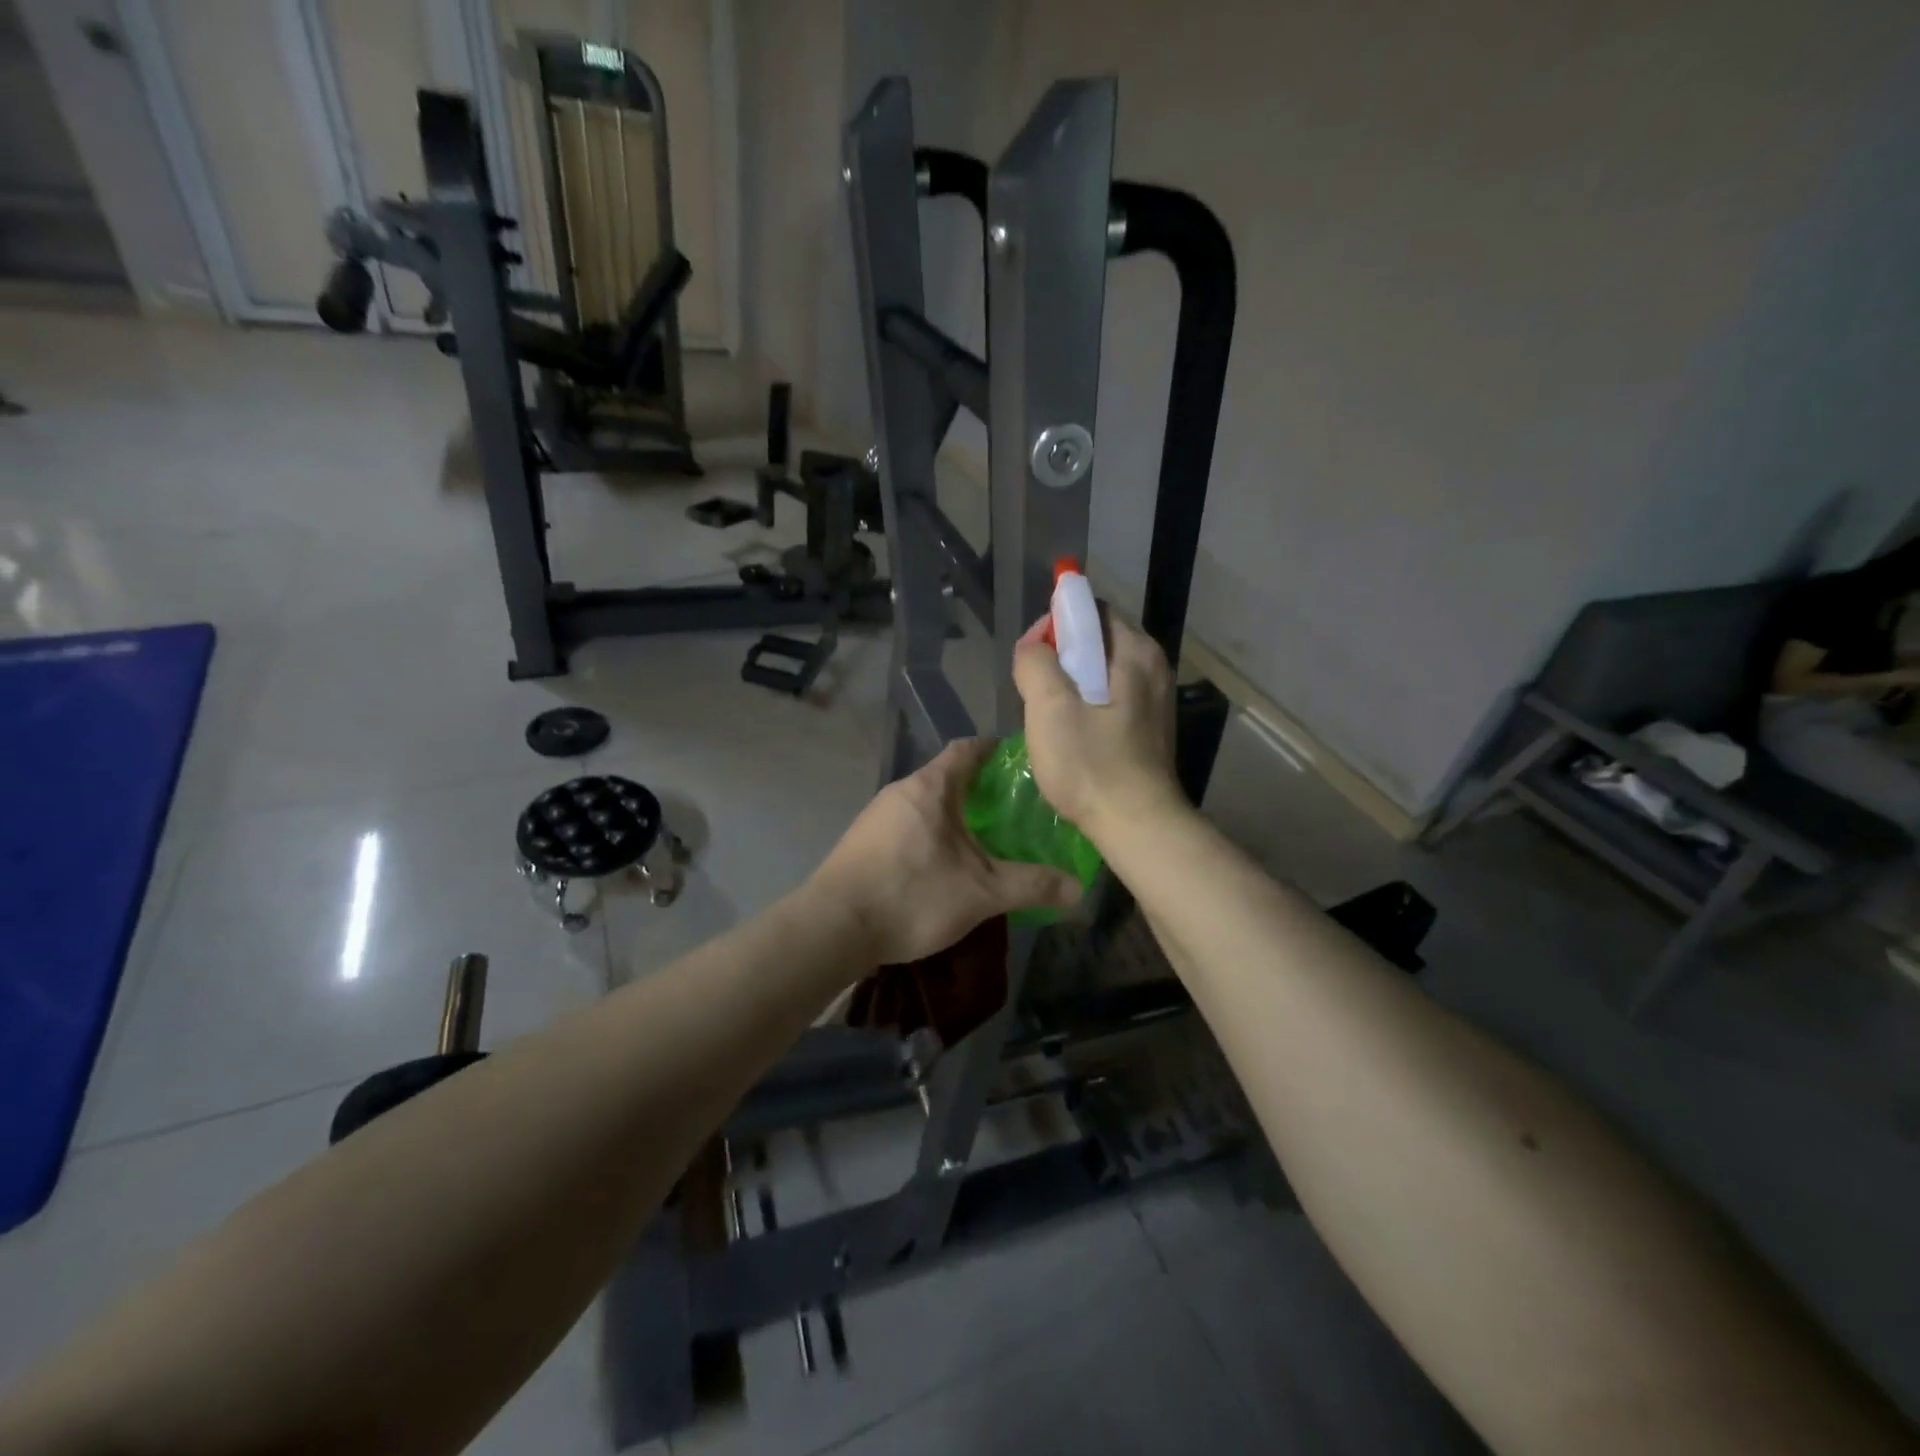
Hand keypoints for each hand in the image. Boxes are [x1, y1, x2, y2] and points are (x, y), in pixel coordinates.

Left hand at [809, 739, 1083, 964]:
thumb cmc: (912, 895)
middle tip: (1015, 810)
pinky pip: (908, 826)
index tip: (1023, 763)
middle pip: (947, 777)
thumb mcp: (982, 892)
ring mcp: (877, 817)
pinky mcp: (863, 843)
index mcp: (931, 786)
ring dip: (955, 816)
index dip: (996, 750)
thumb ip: (1031, 885)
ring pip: (927, 804)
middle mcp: (901, 791)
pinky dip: (933, 835)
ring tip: (986, 840)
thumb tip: (1079, 889)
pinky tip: (945, 865)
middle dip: (980, 790)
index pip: (968, 748)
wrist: (833, 928)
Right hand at [1013, 612, 1181, 841]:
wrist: (1137, 824)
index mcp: (1135, 651)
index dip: (1054, 626)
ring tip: (1050, 718)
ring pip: (1100, 673)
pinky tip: (1073, 737)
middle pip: (1095, 642)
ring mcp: (1155, 699)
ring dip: (1070, 687)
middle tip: (1036, 693)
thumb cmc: (1090, 765)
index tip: (1030, 660)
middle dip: (1059, 660)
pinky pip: (1110, 699)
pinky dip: (1087, 706)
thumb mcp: (1049, 708)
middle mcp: (1153, 667)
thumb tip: (1033, 647)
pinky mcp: (1150, 727)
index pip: (1089, 611)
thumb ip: (1035, 662)